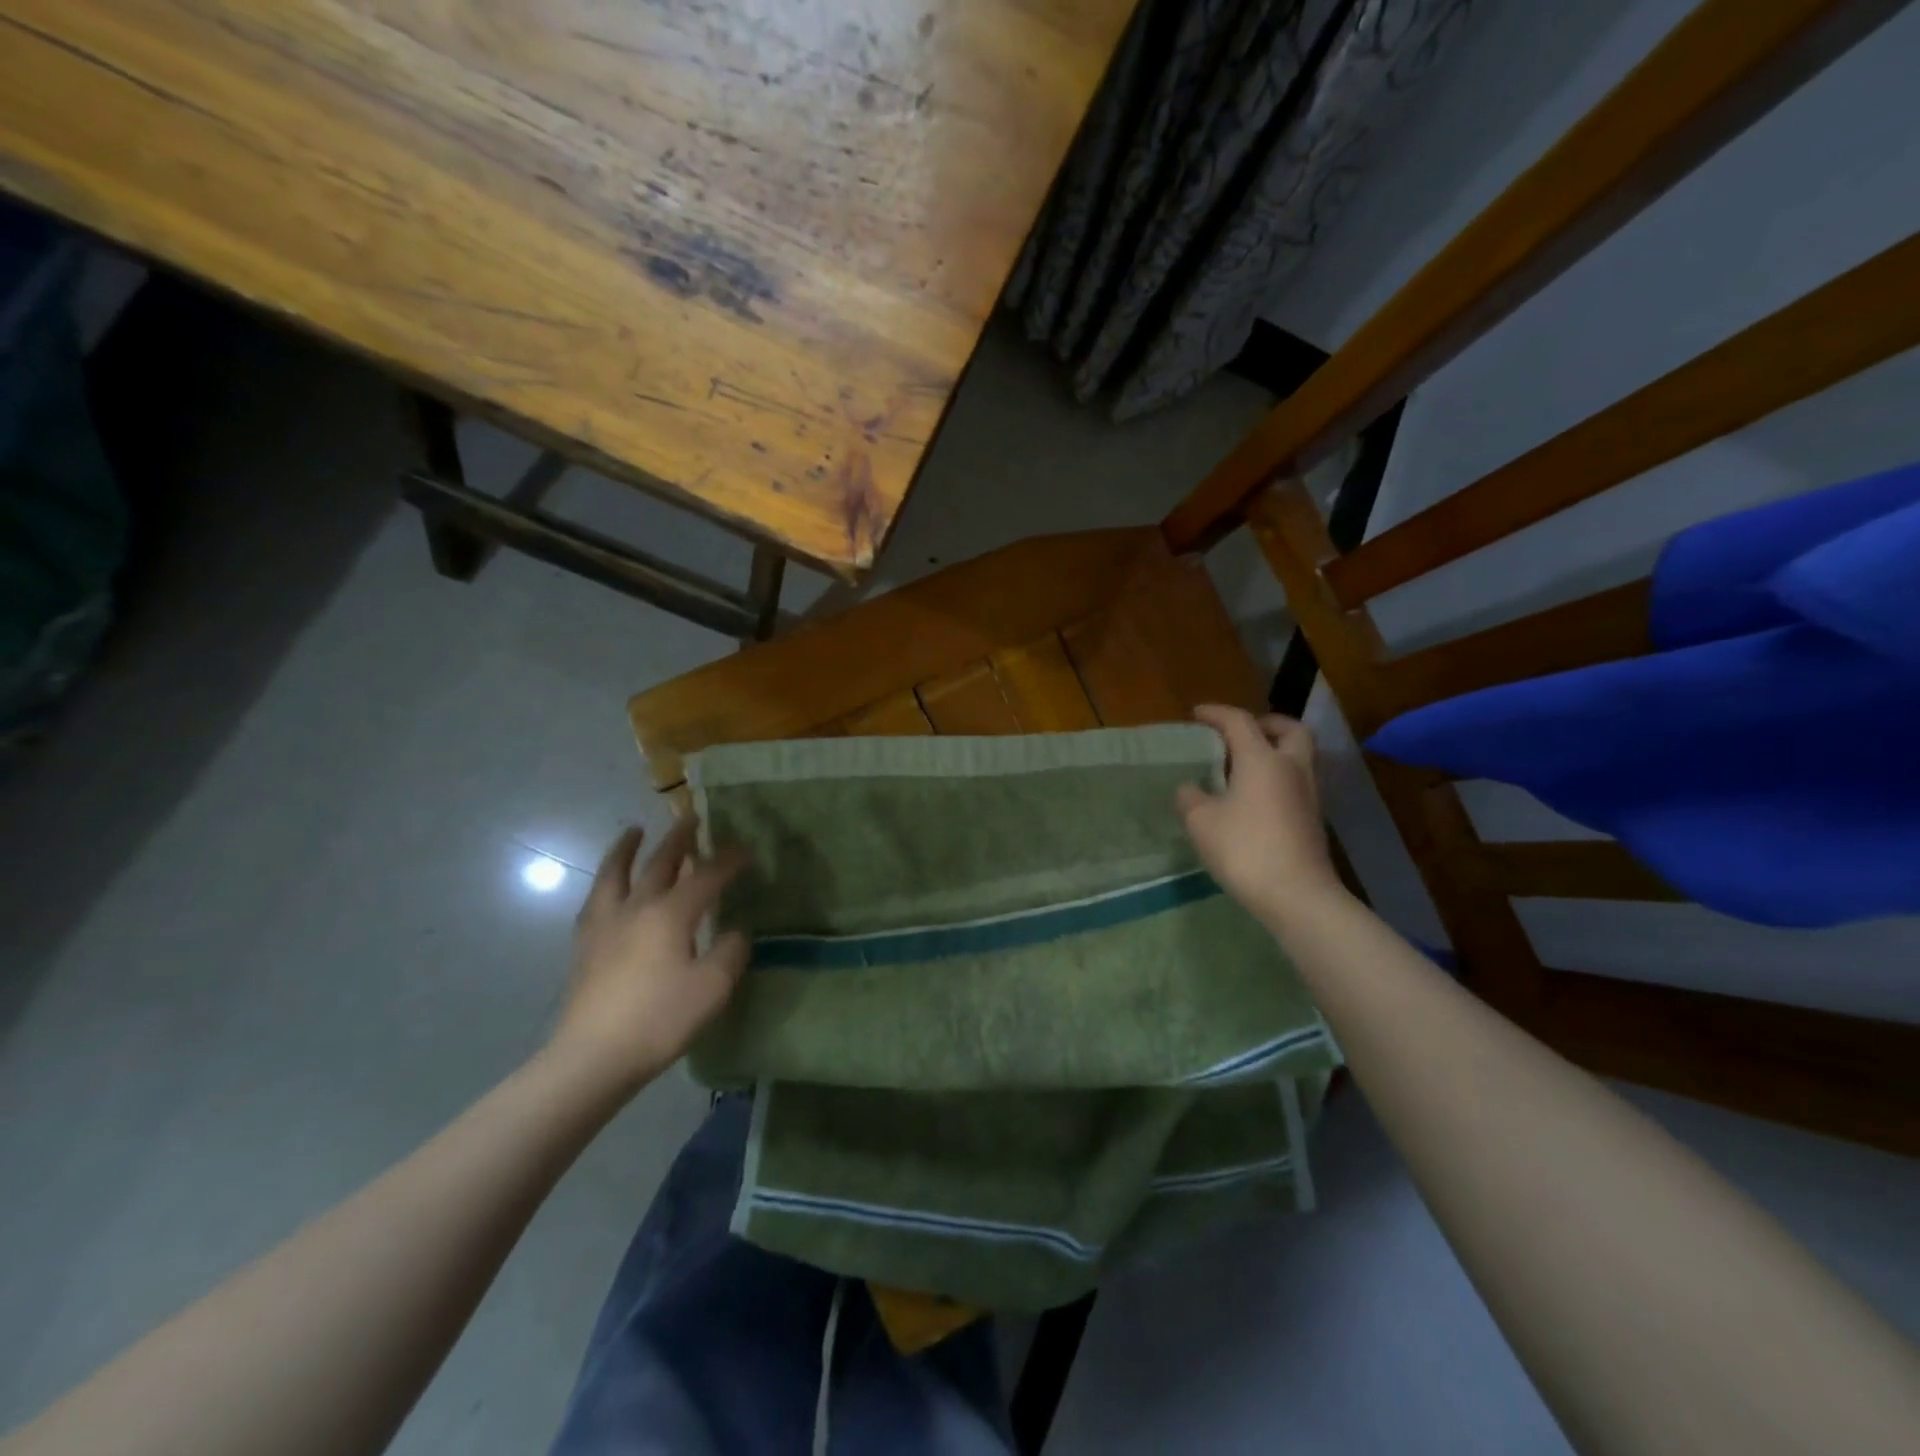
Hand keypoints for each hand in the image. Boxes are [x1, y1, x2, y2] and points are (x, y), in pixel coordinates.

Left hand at [546, 819, 750, 1096]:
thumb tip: (735, 931)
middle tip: (690, 818)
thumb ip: (729, 953)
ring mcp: (605, 926)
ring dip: (627, 849)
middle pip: (659, 864)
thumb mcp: (712, 988)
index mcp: (670, 914)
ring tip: (634, 832)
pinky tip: (609, 888)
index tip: (746, 850)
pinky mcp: (584, 947)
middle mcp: (636, 908)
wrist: (592, 1057)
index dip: (728, 861)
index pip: (706, 876)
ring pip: (615, 874)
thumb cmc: (659, 1019)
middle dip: (679, 839)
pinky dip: (607, 883)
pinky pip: (596, 900)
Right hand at [1176, 704, 1345, 929]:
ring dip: (1275, 752)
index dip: (1216, 713)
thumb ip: (1190, 798)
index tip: (1197, 714)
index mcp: (1262, 760)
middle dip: (1266, 724)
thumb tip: (1189, 788)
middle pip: (1290, 730)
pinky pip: (1297, 783)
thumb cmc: (1245, 849)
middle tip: (1241, 734)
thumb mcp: (1201, 822)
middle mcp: (1291, 769)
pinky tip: (1255, 799)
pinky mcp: (1313, 820)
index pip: (1240, 722)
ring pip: (1298, 757)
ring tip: (1245, 768)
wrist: (1297, 896)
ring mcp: (1308, 795)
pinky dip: (1278, 778)